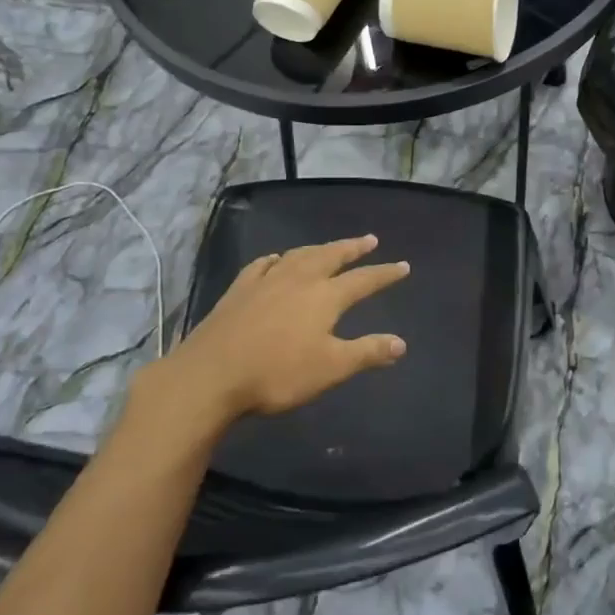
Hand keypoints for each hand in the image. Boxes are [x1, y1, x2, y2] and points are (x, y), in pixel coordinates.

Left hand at [168, 235, 409, 418]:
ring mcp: (266, 281)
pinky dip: (277, 259)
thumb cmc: (277, 373)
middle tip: (369, 239)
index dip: (384, 274)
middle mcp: (298, 280)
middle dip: (352, 248)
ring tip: (329, 246)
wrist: (211, 374)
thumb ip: (367, 352)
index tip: (403, 266)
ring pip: (299, 255)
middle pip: (331, 256)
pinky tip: (276, 260)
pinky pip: (263, 265)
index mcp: (325, 297)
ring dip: (319, 248)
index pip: (363, 280)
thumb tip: (401, 343)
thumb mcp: (330, 368)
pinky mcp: (239, 290)